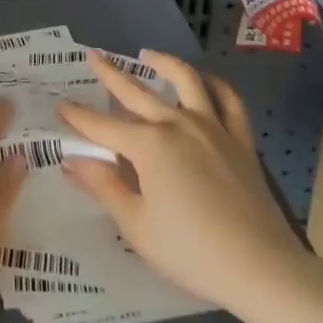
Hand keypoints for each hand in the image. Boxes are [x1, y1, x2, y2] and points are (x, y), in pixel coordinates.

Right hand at [58, 50, 304, 320]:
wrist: (261, 267)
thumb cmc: (192, 252)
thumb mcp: (137, 226)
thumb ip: (105, 187)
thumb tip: (72, 160)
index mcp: (148, 145)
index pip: (103, 126)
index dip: (79, 117)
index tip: (60, 104)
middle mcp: (177, 124)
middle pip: (137, 92)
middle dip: (111, 74)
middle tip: (93, 56)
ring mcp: (212, 127)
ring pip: (186, 81)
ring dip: (164, 62)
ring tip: (148, 54)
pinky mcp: (240, 140)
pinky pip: (229, 101)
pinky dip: (215, 85)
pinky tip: (204, 81)